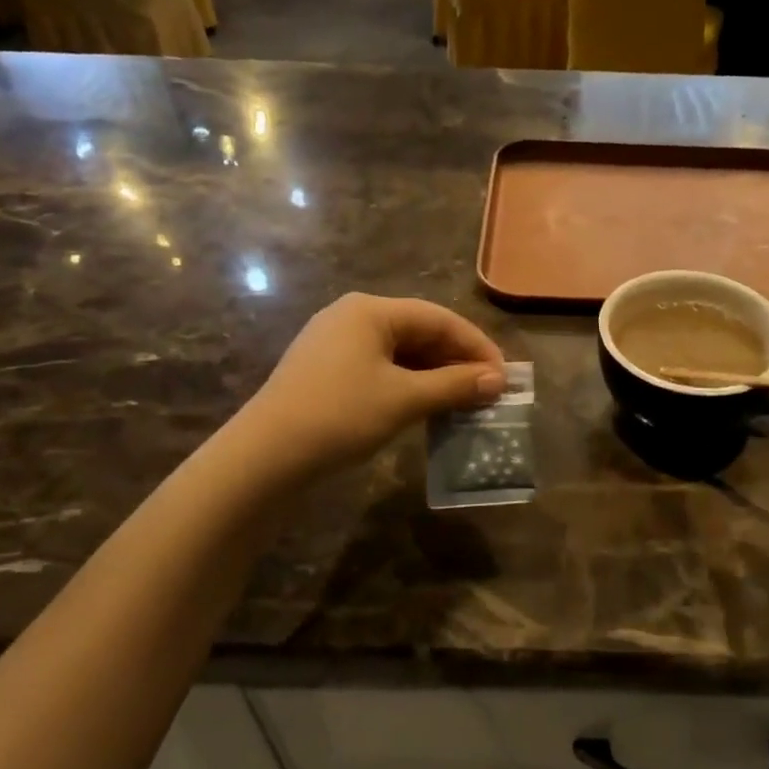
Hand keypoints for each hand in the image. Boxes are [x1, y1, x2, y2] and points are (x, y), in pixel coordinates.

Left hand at [236, 293, 505, 480]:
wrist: (265, 457)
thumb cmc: (340, 416)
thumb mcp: (404, 399)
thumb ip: (455, 385)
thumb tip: (499, 380)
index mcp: (370, 311)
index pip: (439, 318)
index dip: (477, 346)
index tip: (504, 376)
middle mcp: (352, 317)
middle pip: (419, 332)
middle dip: (457, 361)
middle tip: (488, 391)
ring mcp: (335, 345)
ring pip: (401, 353)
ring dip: (435, 376)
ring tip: (464, 401)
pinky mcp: (326, 372)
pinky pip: (381, 369)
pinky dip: (409, 385)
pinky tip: (427, 406)